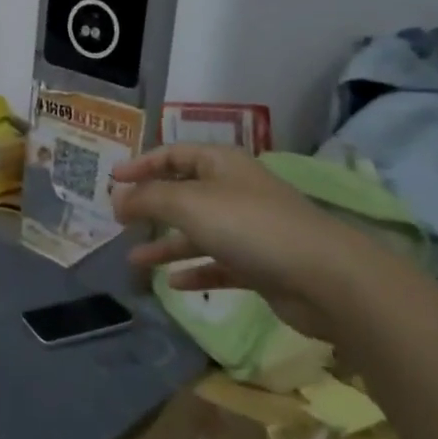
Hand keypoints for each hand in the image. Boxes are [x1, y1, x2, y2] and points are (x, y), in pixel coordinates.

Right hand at [111, 144, 378, 336]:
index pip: (174, 154)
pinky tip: (173, 284)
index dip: (142, 164)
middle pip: (184, 193)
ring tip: (134, 259)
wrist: (324, 277)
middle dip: (151, 206)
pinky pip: (218, 264)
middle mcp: (234, 191)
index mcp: (221, 165)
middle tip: (119, 220)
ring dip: (166, 244)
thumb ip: (148, 199)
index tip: (112, 179)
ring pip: (197, 232)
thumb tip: (117, 197)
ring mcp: (249, 229)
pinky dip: (194, 270)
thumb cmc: (250, 226)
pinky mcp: (260, 265)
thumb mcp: (188, 204)